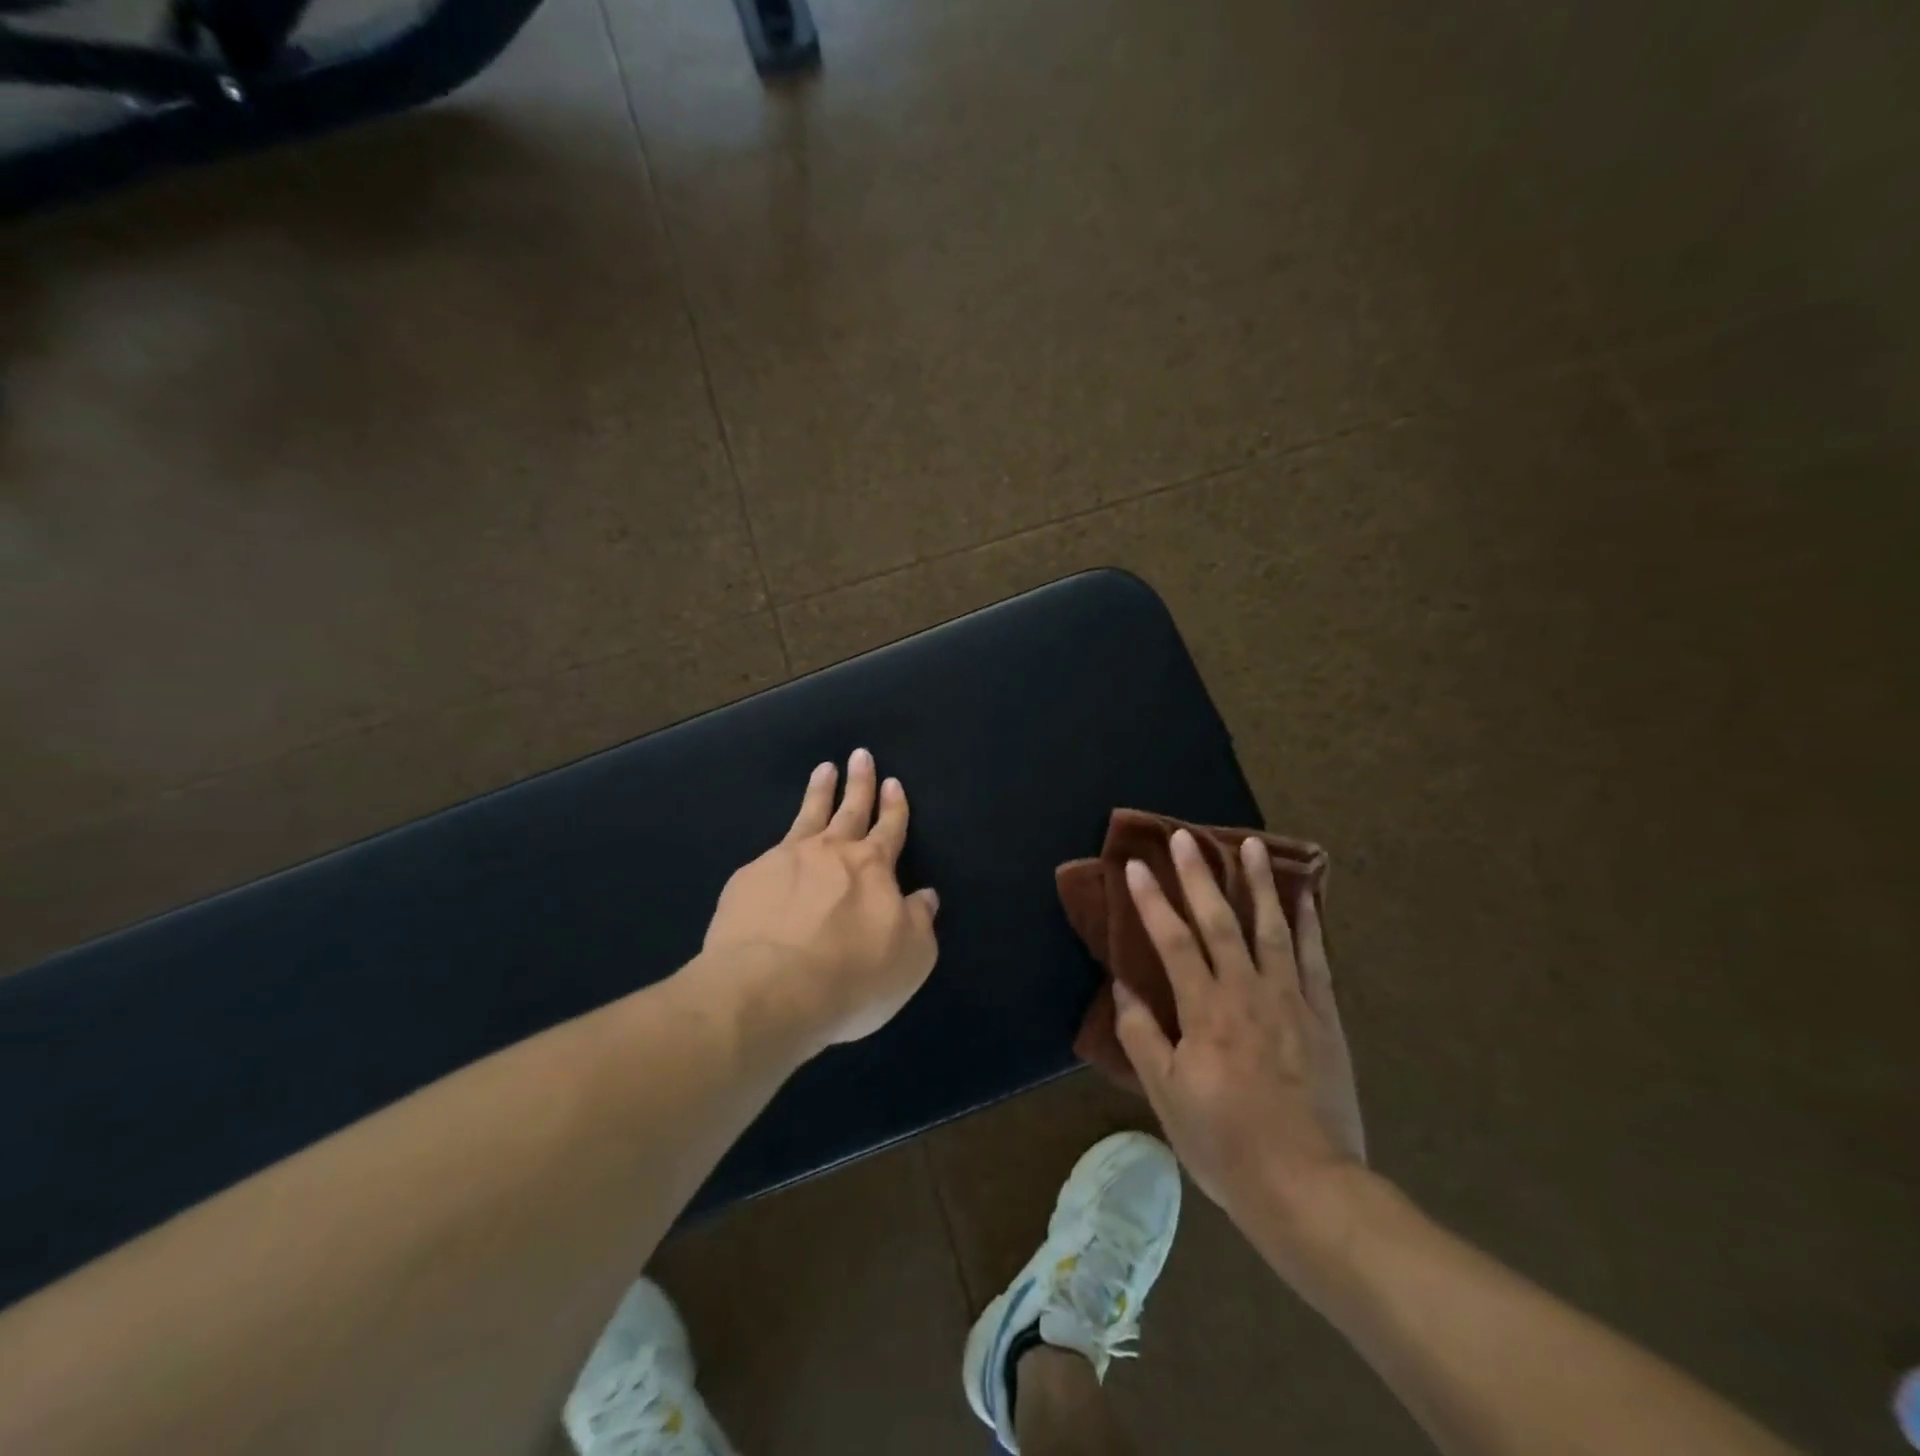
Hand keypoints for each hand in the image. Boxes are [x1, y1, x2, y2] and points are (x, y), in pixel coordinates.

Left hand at [703, 750, 939, 1047]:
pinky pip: (768, 855)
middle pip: (850, 809)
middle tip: (860, 754)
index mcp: (873, 867)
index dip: (894, 806)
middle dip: (860, 783)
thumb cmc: (851, 976)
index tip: (893, 782)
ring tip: (824, 770)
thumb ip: (919, 922)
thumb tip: (925, 897)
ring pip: (807, 816)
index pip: (889, 828)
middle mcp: (830, 853)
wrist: (769, 988)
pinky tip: (773, 853)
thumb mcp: (910, 958)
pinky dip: (778, 848)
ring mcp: (784, 860)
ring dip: (819, 792)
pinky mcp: (747, 880)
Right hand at [1113, 829, 1365, 1258]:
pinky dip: (1309, 923)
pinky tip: (1305, 897)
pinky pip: (1314, 959)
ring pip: (1272, 928)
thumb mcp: (1166, 1096)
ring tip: (1251, 845)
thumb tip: (1123, 989)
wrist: (1308, 1187)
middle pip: (1220, 921)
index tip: (1137, 867)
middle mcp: (1247, 992)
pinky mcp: (1323, 1017)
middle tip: (1186, 837)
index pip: (1172, 941)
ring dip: (1259, 883)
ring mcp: (1291, 1000)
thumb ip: (1143, 1037)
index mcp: (1205, 1011)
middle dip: (1200, 875)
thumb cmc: (1225, 1143)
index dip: (1152, 901)